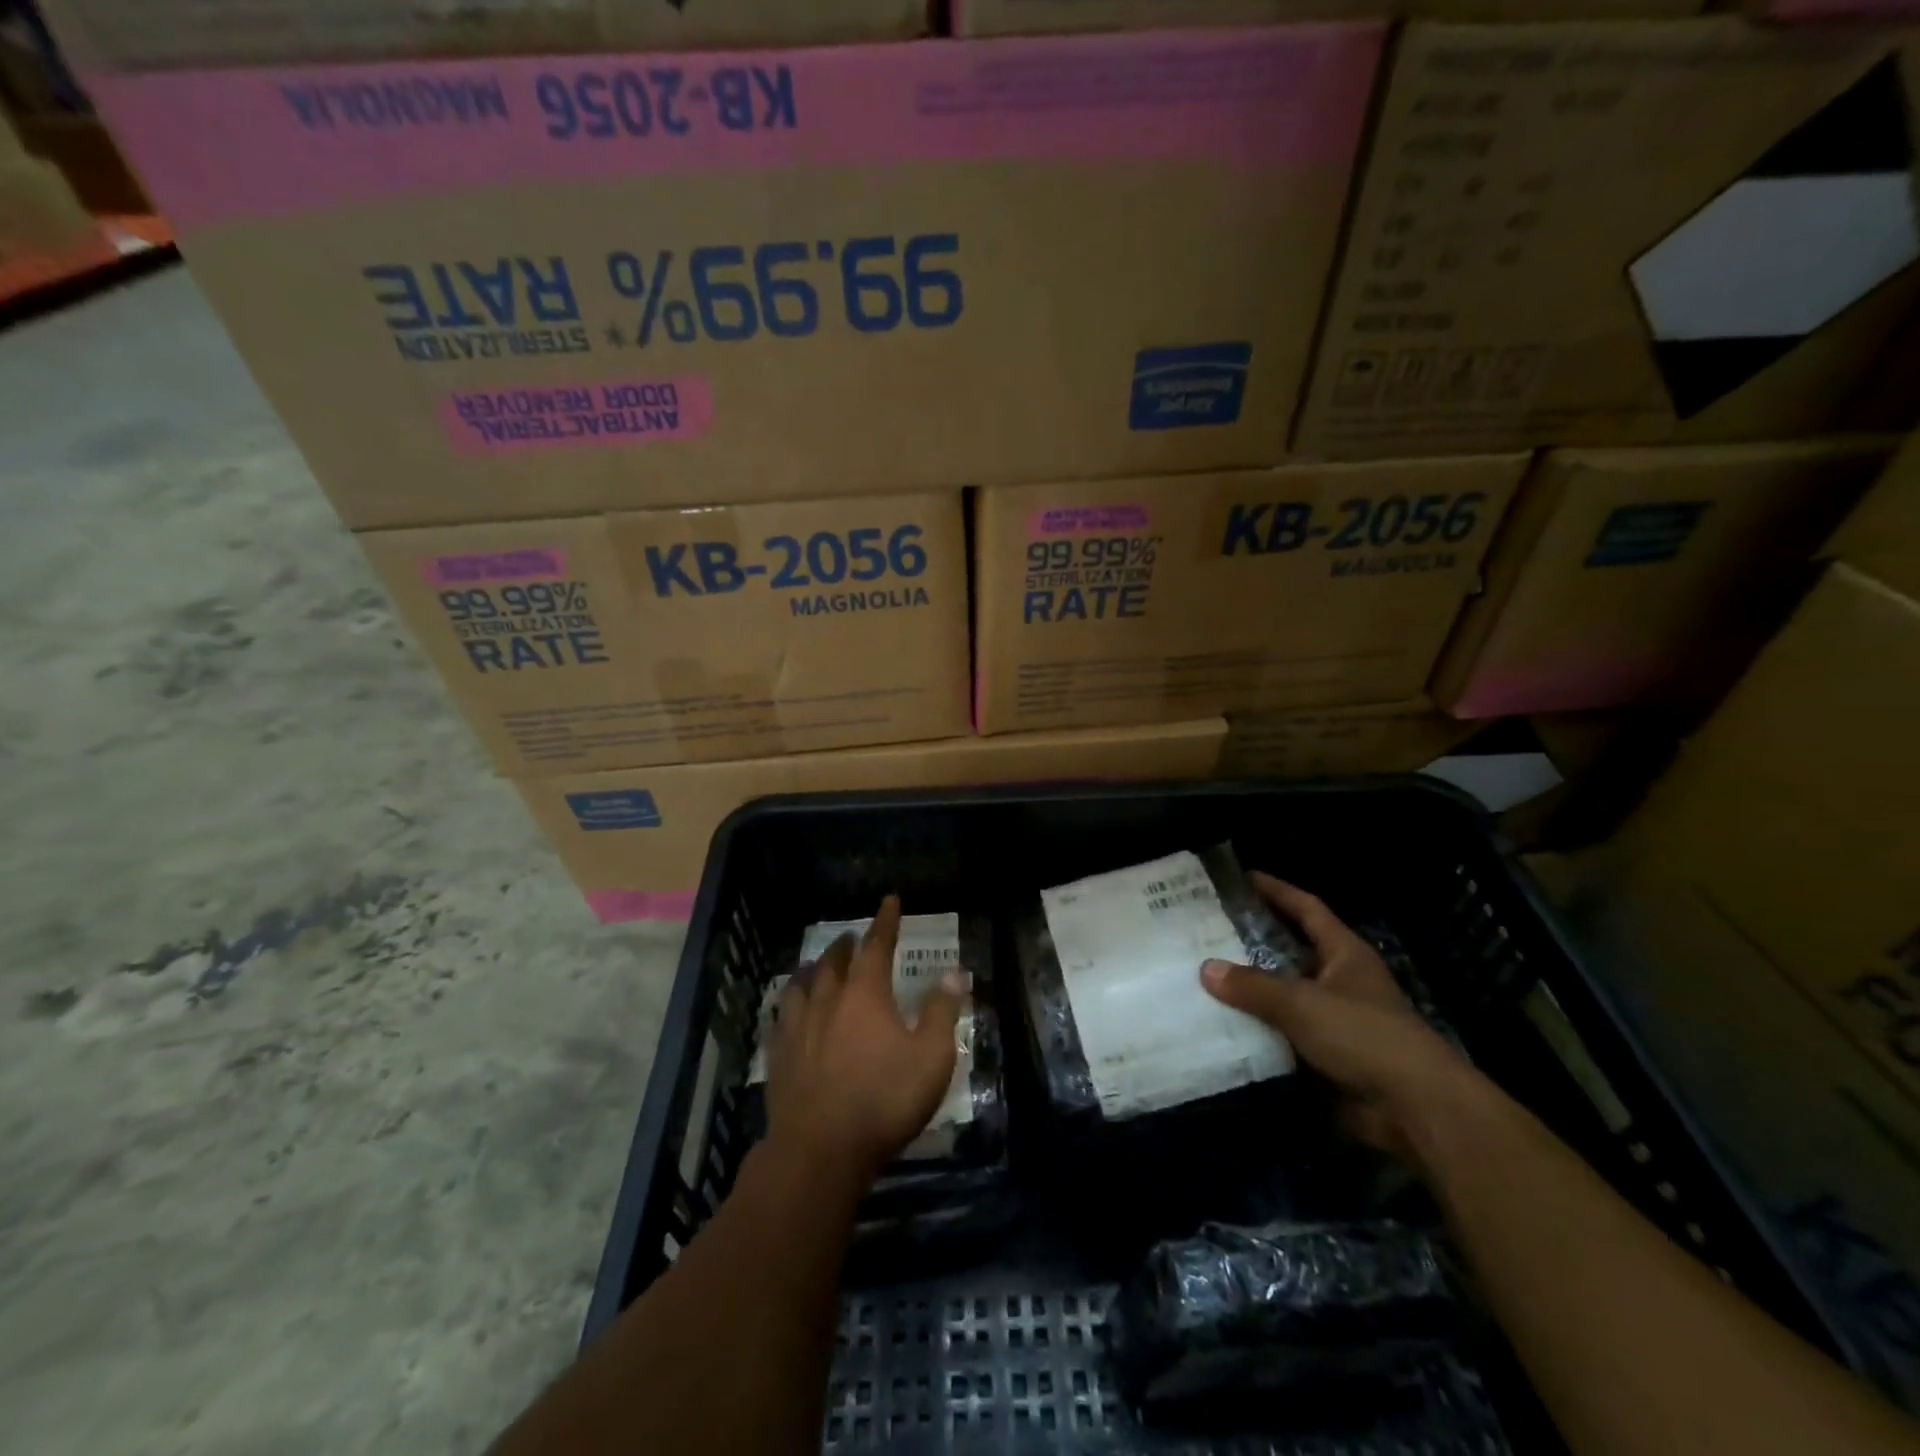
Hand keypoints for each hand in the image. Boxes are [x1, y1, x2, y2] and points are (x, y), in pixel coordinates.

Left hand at [766, 895, 965, 1186]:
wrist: (819, 1150)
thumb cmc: (883, 1100)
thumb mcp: (931, 1058)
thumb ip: (941, 1011)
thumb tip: (953, 972)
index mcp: (865, 994)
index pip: (877, 945)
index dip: (885, 921)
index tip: (889, 900)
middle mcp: (828, 1000)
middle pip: (834, 961)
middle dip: (846, 945)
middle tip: (851, 937)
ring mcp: (798, 1027)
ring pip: (802, 985)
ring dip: (814, 969)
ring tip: (817, 966)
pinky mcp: (779, 1055)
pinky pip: (781, 1016)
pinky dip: (790, 1003)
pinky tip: (789, 1011)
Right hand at [1201, 873, 1475, 1164]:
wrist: (1415, 1109)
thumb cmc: (1364, 1036)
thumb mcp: (1302, 1003)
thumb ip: (1253, 986)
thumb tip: (1206, 968)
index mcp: (1344, 954)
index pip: (1307, 909)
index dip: (1277, 891)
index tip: (1242, 878)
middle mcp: (1341, 981)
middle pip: (1292, 951)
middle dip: (1254, 941)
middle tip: (1209, 930)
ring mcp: (1337, 1021)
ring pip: (1285, 996)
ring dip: (1252, 991)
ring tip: (1205, 977)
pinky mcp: (1329, 1057)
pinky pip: (1284, 1035)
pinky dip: (1258, 1031)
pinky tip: (1223, 1027)